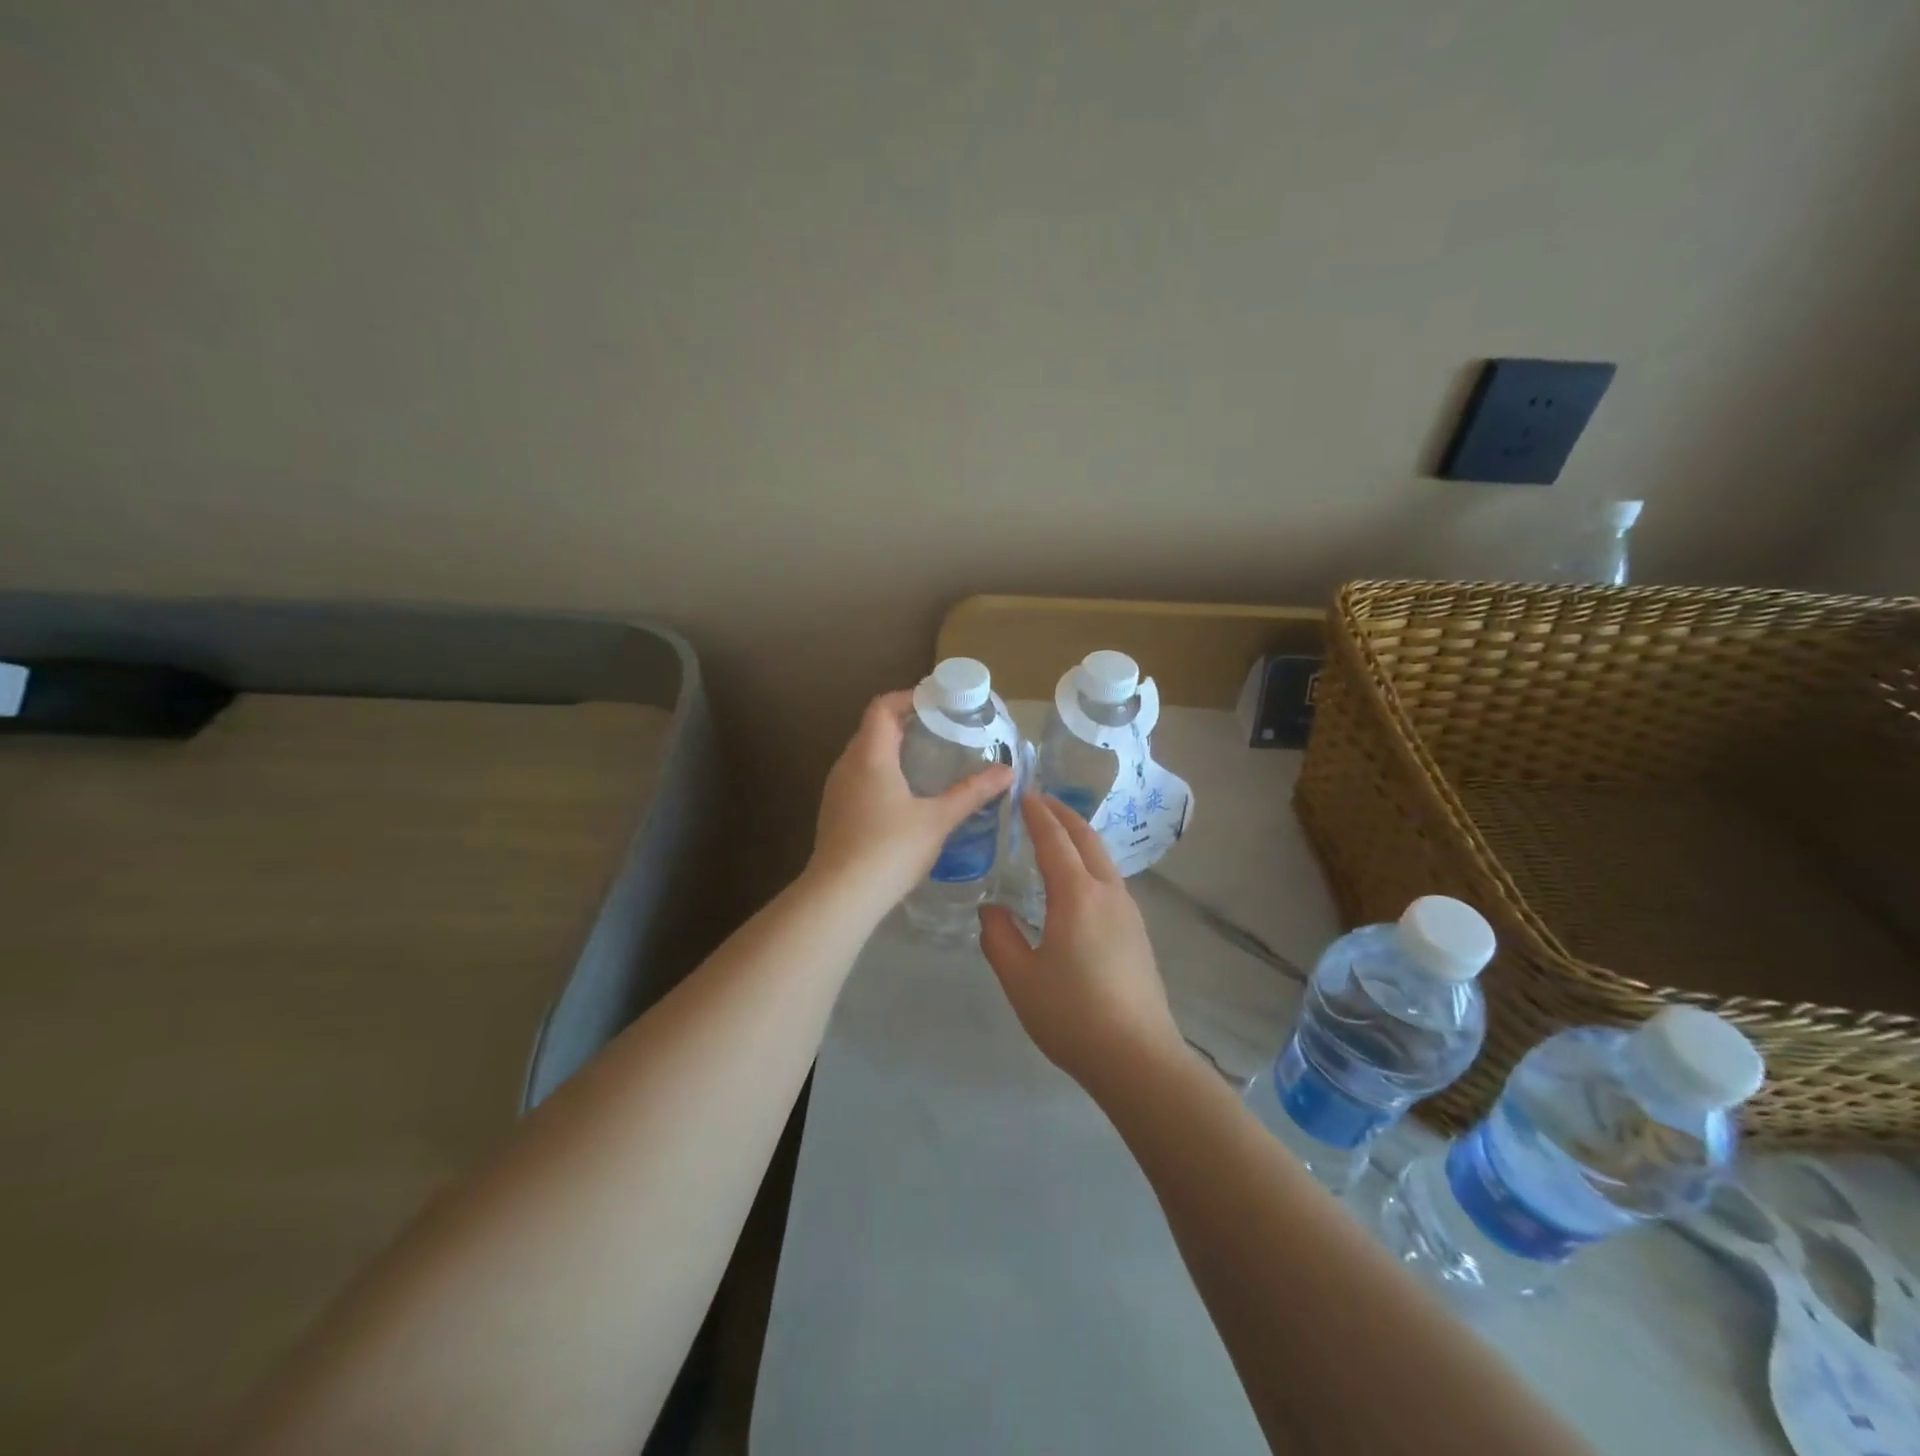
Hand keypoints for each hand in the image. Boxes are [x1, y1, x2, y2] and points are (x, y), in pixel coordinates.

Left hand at [809, 690, 1012, 917]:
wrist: (839, 896)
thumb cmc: (890, 849)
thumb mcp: (937, 820)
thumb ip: (971, 793)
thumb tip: (1007, 772)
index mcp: (870, 755)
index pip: (883, 707)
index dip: (908, 698)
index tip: (936, 703)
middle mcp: (847, 765)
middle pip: (873, 729)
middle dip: (904, 724)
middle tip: (940, 730)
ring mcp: (836, 790)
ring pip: (863, 755)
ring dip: (891, 750)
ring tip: (926, 760)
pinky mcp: (834, 813)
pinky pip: (858, 778)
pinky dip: (881, 773)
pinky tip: (904, 797)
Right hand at [979, 794, 1185, 1097]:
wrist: (1137, 1057)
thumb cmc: (1072, 1015)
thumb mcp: (1019, 978)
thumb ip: (999, 937)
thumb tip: (991, 909)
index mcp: (1077, 895)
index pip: (1055, 840)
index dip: (1037, 814)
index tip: (1024, 794)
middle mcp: (1108, 893)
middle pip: (1086, 839)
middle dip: (1063, 815)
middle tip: (1040, 802)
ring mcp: (1129, 912)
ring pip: (1103, 859)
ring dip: (1079, 838)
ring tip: (1056, 836)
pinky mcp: (1138, 933)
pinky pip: (1110, 880)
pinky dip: (1090, 862)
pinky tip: (1077, 882)